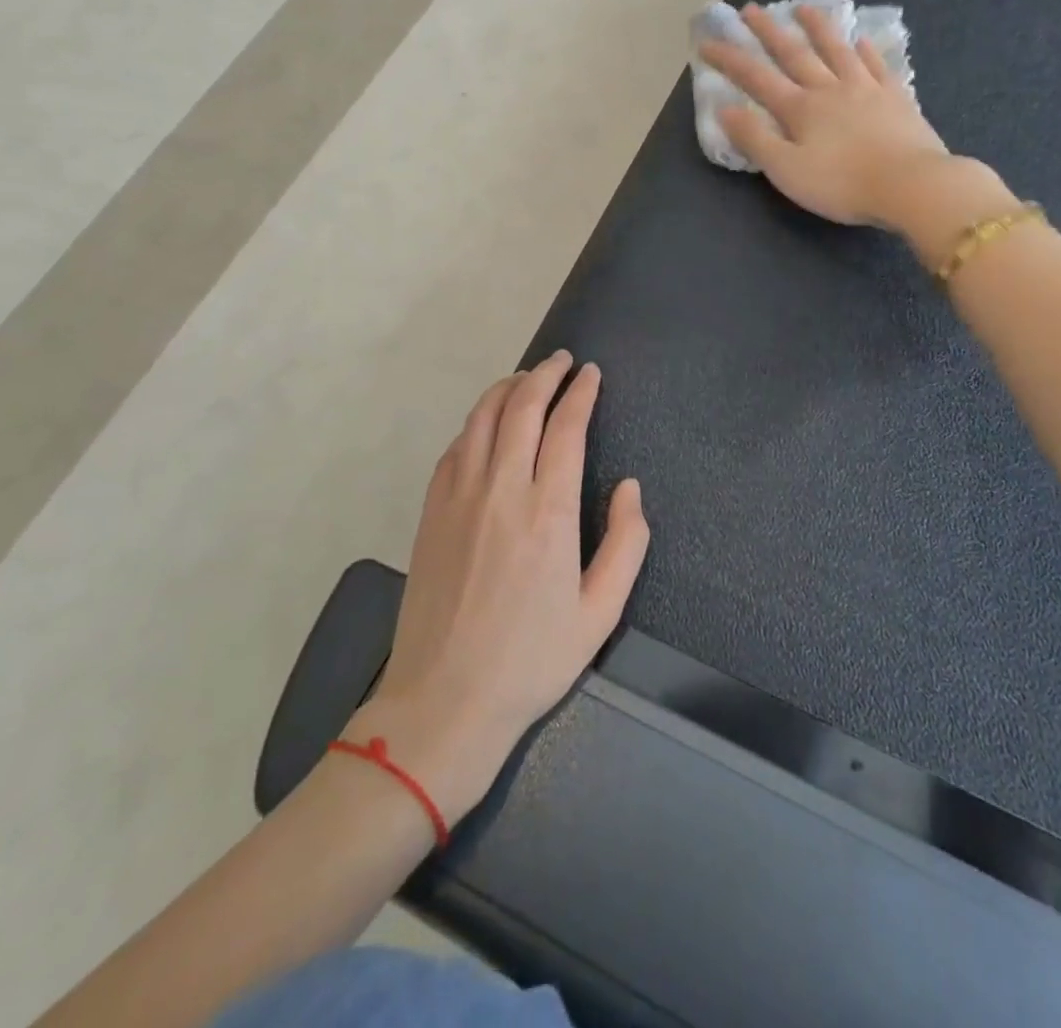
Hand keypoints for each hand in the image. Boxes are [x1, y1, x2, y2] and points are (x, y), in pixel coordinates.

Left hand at [355, 352, 649, 823]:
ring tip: (527, 378)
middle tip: (562, 361)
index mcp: (548, 512)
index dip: (580, 393)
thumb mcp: (600, 612)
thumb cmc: (531, 660)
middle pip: (521, 408)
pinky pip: (456, 448)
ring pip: (482, 419)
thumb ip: (626, 543)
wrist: (444, 699)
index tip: (591, 374)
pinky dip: (477, 422)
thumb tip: (629, 488)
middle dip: (544, 375)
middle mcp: (500, 490)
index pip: (565, 428)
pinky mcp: (431, 511)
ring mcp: (458, 497)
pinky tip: (487, 424)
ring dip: (507, 389)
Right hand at [698, 4, 1015, 257]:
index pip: (756, 78)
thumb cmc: (842, 184)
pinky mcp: (897, 98)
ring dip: (818, 28)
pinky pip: (877, 66)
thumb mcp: (786, 170)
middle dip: (769, 31)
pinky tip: (862, 41)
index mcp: (800, 109)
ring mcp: (866, 89)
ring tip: (804, 7)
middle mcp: (830, 89)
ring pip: (837, 50)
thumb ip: (755, 139)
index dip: (730, 59)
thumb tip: (725, 109)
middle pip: (795, 53)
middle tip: (751, 9)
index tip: (708, 42)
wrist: (911, 185)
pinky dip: (866, 51)